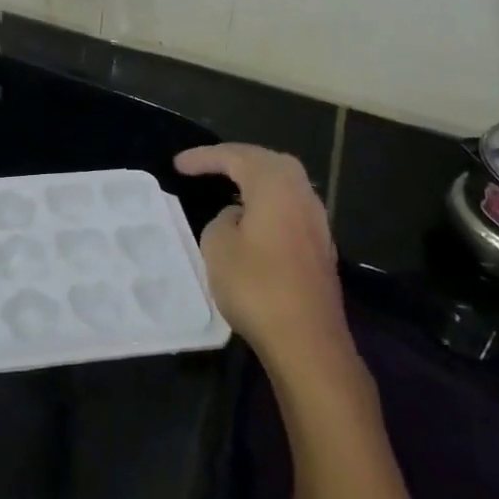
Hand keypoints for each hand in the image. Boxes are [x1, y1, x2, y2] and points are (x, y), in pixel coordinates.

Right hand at [176, 144, 353, 378]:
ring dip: (255, 181)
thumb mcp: (218, 246)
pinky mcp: (320, 248)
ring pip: (284, 184)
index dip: (204, 157)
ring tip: (229, 186)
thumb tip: (236, 217)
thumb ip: (222, 220)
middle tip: (208, 166)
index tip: (178, 164)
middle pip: (268, 162)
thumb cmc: (257, 286)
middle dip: (237, 159)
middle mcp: (302, 194)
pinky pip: (289, 208)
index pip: (236, 156)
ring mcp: (316, 222)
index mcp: (275, 185)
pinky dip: (268, 203)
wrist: (308, 342)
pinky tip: (253, 219)